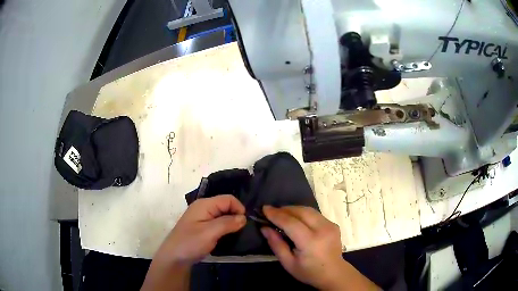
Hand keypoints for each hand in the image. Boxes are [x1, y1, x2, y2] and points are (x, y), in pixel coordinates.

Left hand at [158, 195, 246, 264]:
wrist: (174, 257)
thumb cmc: (190, 243)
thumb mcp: (210, 233)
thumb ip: (227, 223)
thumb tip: (243, 217)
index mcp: (205, 204)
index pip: (228, 199)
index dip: (239, 209)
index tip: (244, 224)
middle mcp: (204, 207)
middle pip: (226, 206)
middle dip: (236, 216)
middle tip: (241, 231)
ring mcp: (202, 217)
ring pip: (223, 215)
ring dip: (231, 223)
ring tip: (236, 235)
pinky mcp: (202, 227)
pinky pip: (218, 223)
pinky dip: (225, 228)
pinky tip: (227, 237)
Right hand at [261, 206, 378, 290]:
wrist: (334, 273)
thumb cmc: (309, 272)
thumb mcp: (288, 263)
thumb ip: (276, 245)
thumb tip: (265, 228)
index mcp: (310, 242)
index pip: (291, 223)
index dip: (276, 215)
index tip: (264, 209)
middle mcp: (322, 229)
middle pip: (301, 212)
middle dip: (284, 209)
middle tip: (271, 211)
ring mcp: (330, 225)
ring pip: (308, 210)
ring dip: (293, 209)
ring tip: (281, 213)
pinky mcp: (333, 224)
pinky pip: (315, 214)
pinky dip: (302, 213)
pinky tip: (295, 219)